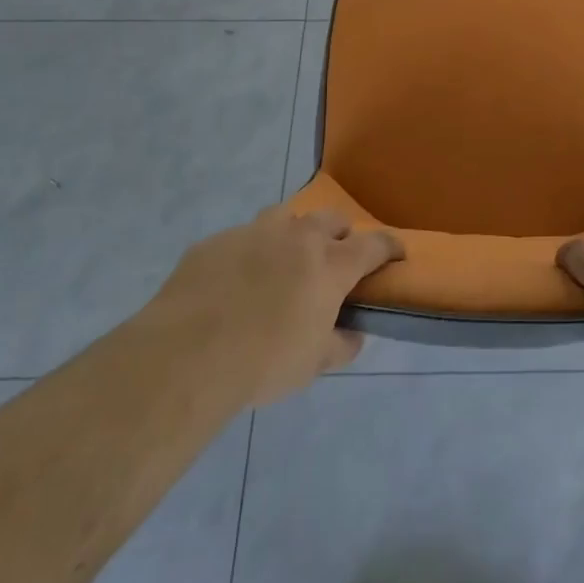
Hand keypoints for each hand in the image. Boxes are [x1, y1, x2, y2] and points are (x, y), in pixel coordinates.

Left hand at [144, 205, 402, 407]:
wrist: (186, 355)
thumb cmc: (263, 362)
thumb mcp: (312, 365)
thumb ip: (339, 345)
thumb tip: (352, 335)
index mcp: (330, 264)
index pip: (374, 245)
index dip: (390, 247)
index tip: (397, 254)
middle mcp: (297, 237)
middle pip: (330, 220)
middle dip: (340, 234)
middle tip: (334, 259)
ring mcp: (253, 233)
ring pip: (285, 218)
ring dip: (293, 234)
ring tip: (284, 262)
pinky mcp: (215, 242)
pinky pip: (241, 239)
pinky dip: (249, 254)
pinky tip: (234, 282)